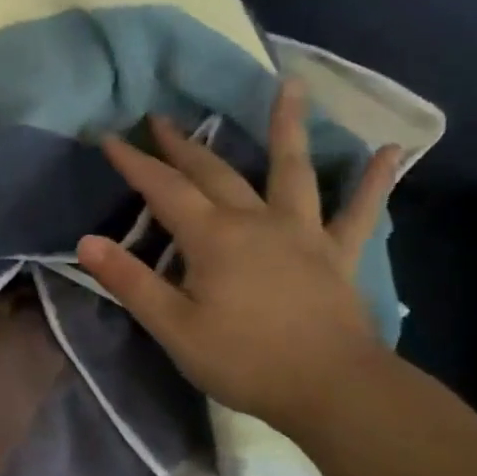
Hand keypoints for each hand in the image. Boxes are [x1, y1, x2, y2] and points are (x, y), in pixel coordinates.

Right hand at [75, 82, 399, 436]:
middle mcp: (257, 221)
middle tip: (161, 118)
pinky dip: (373, 181)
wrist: (332, 389)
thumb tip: (86, 242)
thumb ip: (130, 282)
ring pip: (292, 171)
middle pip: (214, 172)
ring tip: (291, 86)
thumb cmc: (244, 360)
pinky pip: (359, 212)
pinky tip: (390, 151)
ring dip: (288, 128)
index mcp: (213, 238)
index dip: (134, 163)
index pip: (164, 190)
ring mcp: (303, 233)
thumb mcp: (173, 327)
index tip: (109, 137)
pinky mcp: (338, 254)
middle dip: (183, 144)